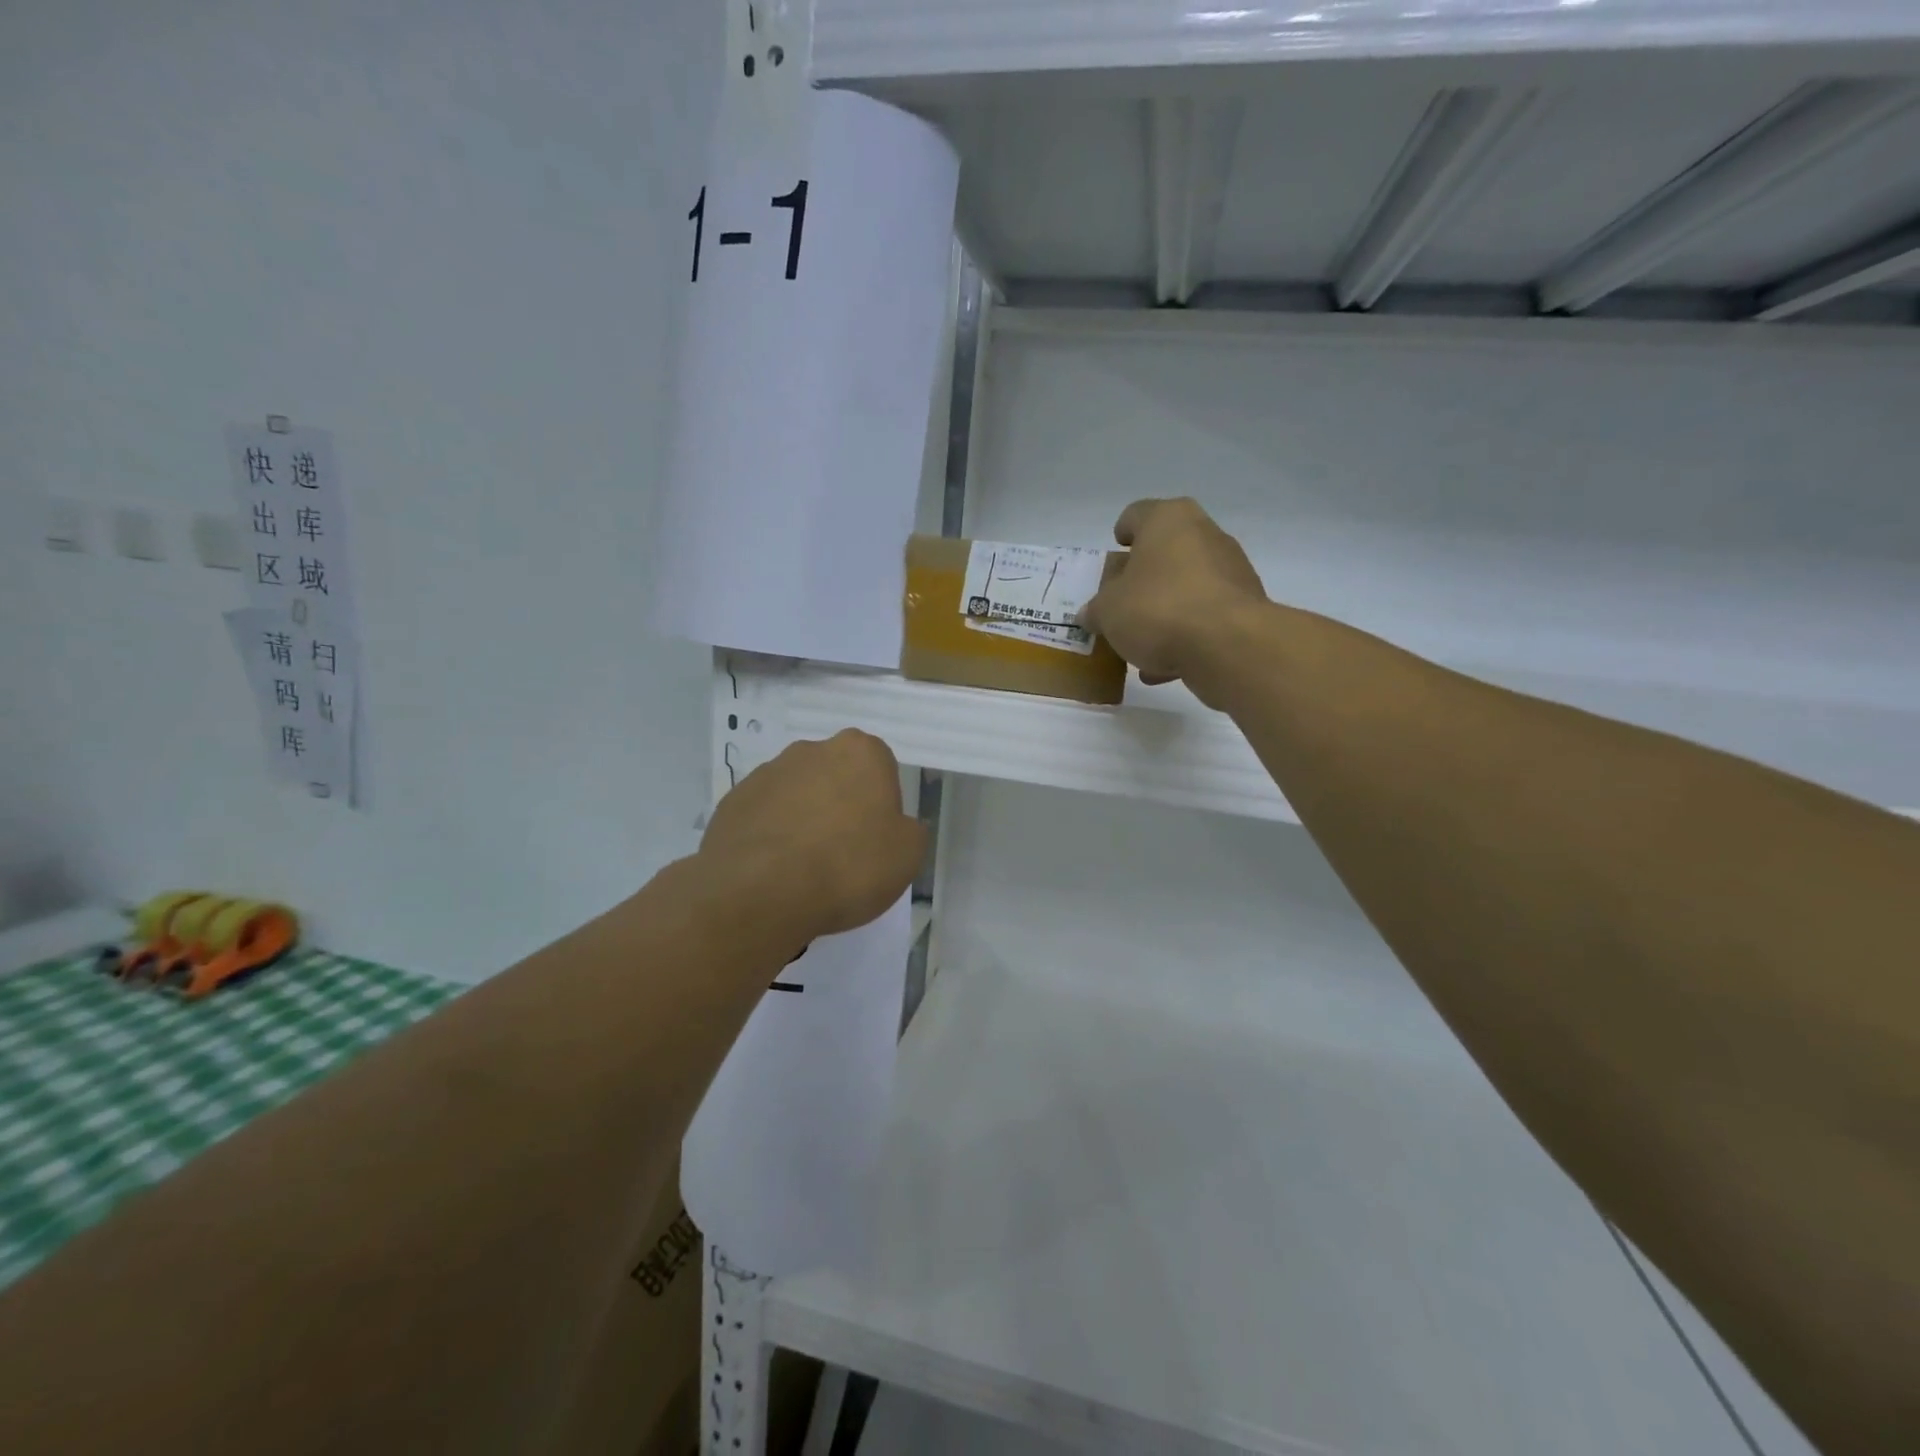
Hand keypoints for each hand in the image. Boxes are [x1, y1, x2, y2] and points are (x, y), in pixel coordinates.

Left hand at [698, 730, 926, 942]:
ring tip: (804, 867)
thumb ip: (909, 830)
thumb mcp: (908, 854)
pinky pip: (764, 815)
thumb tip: (896, 826)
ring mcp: (767, 773)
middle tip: (843, 852)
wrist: (760, 892)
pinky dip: (771, 835)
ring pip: (797, 793)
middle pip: (836, 775)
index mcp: (860, 752)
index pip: (881, 767)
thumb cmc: (848, 866)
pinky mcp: (732, 801)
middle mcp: (811, 750)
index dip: (882, 804)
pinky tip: (774, 871)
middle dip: (840, 804)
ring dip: (804, 818)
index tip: (876, 838)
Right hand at [1080, 498, 1266, 705]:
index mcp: (1167, 520)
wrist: (1229, 645)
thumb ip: (1096, 610)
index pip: (1136, 515)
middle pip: (1164, 552)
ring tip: (1140, 644)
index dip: (1121, 533)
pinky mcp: (1245, 605)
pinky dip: (1185, 634)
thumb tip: (1091, 613)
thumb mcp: (1108, 612)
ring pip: (1186, 586)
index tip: (1115, 552)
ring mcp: (1230, 569)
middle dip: (1142, 578)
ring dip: (1163, 611)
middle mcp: (1204, 534)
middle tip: (1121, 602)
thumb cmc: (1158, 610)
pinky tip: (1165, 666)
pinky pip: (1204, 615)